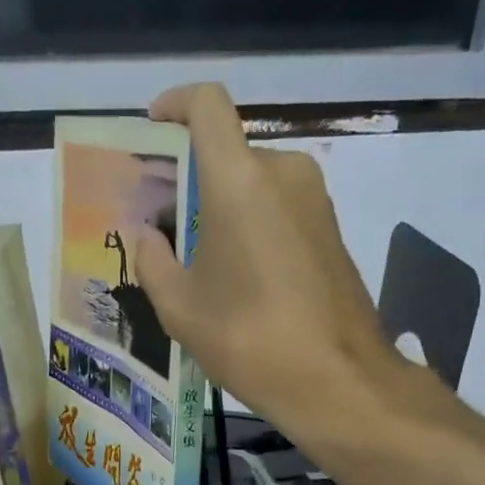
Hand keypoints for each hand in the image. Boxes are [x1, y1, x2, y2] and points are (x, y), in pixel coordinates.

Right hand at [131, 83, 401, 434]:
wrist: (338, 380)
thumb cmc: (249, 339)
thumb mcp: (180, 307)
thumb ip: (152, 259)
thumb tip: (147, 235)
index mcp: (239, 180)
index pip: (207, 105)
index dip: (175, 104)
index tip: (152, 129)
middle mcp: (283, 172)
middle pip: (227, 151)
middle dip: (189, 177)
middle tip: (160, 221)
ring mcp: (315, 199)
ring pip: (253, 181)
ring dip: (219, 204)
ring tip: (193, 256)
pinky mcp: (331, 229)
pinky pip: (278, 206)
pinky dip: (249, 222)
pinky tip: (234, 273)